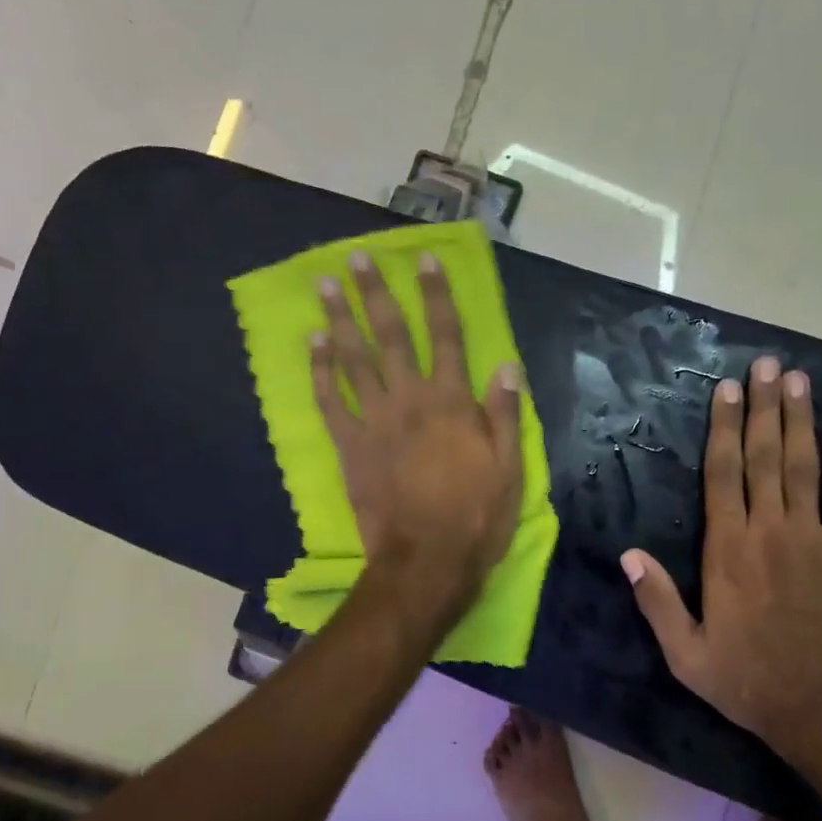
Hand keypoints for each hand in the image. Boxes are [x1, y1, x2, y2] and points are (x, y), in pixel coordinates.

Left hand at [312, 249, 523, 617]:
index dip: (437, 295)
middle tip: (357, 258)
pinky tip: (312, 344)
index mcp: (453, 403)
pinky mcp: (350, 447)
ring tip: (326, 285)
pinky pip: (330, 402)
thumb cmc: (476, 518)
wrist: (426, 562)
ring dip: (340, 320)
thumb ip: (505, 414)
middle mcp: (411, 400)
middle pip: (391, 336)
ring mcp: (375, 422)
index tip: (425, 260)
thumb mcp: (510, 469)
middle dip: (376, 294)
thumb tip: (506, 365)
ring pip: (354, 360)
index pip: (446, 335)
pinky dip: (319, 372)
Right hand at [621, 357, 821, 759]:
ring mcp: (813, 537)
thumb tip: (627, 554)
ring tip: (798, 379)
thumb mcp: (684, 652)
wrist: (820, 709)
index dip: (724, 428)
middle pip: (764, 456)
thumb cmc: (745, 679)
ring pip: (804, 466)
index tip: (727, 389)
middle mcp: (770, 531)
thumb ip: (656, 600)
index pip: (722, 475)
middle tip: (766, 364)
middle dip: (763, 407)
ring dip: (800, 419)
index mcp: (727, 550)